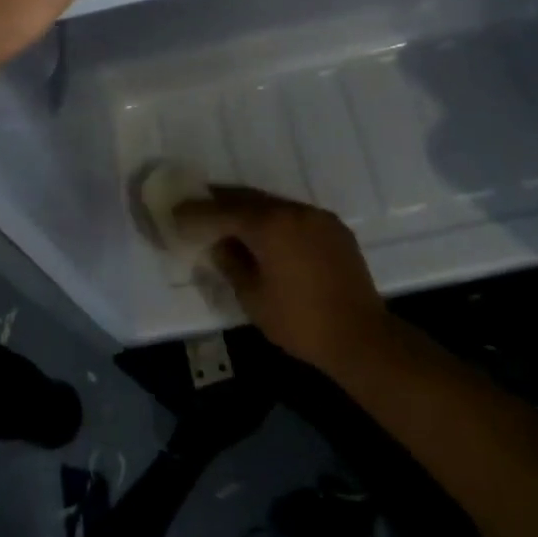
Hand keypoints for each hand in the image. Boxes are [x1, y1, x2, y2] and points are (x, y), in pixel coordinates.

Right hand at [174, 187, 394, 374]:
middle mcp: (294, 211)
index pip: (223, 211)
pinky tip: (267, 236)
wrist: (361, 337)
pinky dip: (276, 221)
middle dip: (221, 203)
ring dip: (249, 210)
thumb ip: (231, 263)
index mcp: (270, 225)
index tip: (176, 212)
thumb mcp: (253, 297)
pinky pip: (296, 217)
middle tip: (198, 208)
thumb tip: (220, 244)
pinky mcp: (335, 229)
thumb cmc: (299, 321)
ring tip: (229, 221)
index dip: (196, 212)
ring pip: (274, 205)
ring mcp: (318, 217)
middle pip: (248, 199)